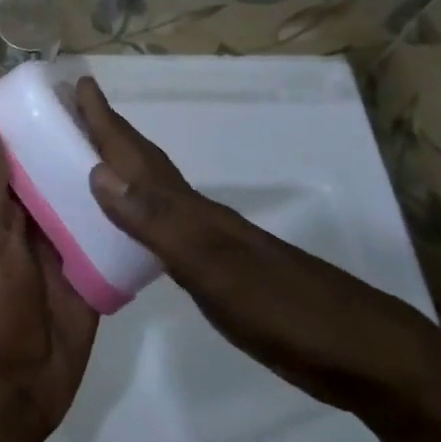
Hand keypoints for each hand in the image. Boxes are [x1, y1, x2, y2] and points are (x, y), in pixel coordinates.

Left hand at [0, 66, 98, 441]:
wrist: (16, 394)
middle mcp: (20, 212)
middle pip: (31, 155)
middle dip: (41, 119)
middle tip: (67, 76)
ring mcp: (55, 237)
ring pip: (68, 182)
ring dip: (81, 152)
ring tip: (108, 111)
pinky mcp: (88, 261)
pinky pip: (102, 221)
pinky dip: (114, 198)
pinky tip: (139, 171)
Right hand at [75, 76, 440, 420]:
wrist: (365, 357)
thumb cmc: (288, 311)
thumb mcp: (216, 268)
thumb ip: (158, 222)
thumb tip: (99, 172)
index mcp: (192, 212)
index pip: (138, 157)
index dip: (107, 123)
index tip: (78, 84)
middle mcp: (199, 218)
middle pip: (146, 167)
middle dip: (110, 136)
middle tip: (75, 111)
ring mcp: (214, 245)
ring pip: (155, 196)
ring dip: (122, 171)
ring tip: (89, 160)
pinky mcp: (221, 273)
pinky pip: (164, 229)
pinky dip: (138, 215)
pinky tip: (131, 227)